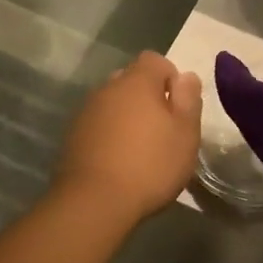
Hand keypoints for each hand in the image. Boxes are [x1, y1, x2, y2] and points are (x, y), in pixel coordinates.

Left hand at [52, 53, 201, 224]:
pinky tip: (118, 161)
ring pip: (113, 103)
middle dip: (148, 97)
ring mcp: (86, 112)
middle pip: (132, 80)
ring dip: (127, 116)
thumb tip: (186, 76)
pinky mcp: (73, 136)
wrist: (93, 202)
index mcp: (137, 82)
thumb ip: (189, 100)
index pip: (155, 60)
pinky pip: (99, 124)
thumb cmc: (150, 165)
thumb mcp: (185, 134)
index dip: (170, 77)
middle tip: (162, 129)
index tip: (179, 106)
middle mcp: (108, 88)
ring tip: (140, 148)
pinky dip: (110, 134)